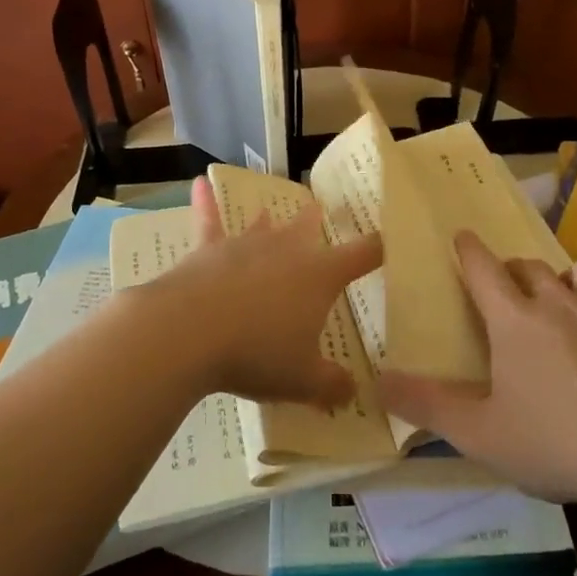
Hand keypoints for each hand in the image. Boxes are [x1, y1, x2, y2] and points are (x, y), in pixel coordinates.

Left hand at [135, 178, 382, 407]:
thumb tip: (352, 392)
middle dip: (315, 221)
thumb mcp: (302, 380)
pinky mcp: (208, 249)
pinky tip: (198, 183)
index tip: (388, 239)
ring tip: (271, 212)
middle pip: (308, 229)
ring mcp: (246, 245)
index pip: (362, 254)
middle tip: (319, 210)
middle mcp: (287, 249)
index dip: (378, 247)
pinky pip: (208, 220)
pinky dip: (204, 202)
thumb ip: (331, 385)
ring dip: (268, 221)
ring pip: (263, 225)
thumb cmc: (256, 353)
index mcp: (320, 275)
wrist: (188, 332)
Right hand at [379, 232, 576, 507]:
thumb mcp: (480, 434)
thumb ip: (427, 406)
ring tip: (565, 299)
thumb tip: (378, 382)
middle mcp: (558, 303)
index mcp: (514, 320)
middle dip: (513, 270)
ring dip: (568, 278)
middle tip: (507, 291)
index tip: (461, 236)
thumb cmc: (556, 443)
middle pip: (529, 266)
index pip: (483, 268)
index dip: (469, 249)